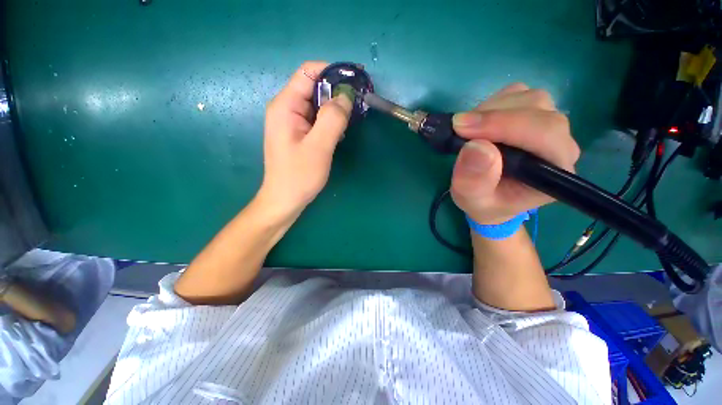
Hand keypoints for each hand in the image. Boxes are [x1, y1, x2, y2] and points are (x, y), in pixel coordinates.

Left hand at [259, 61, 352, 216]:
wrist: (285, 199)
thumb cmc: (299, 176)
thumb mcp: (319, 147)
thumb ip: (333, 118)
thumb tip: (346, 95)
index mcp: (286, 105)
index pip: (309, 72)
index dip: (333, 72)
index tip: (355, 82)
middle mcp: (287, 108)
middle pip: (314, 87)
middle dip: (337, 93)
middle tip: (357, 106)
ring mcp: (292, 122)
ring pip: (317, 104)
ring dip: (335, 109)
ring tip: (349, 123)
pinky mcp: (299, 133)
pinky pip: (317, 119)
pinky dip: (330, 121)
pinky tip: (338, 134)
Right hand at [450, 83, 580, 224]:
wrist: (491, 198)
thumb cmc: (485, 203)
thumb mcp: (472, 201)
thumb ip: (474, 181)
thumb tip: (475, 146)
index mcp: (555, 172)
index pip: (544, 135)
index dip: (504, 125)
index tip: (462, 129)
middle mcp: (561, 144)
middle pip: (538, 109)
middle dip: (494, 116)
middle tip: (458, 128)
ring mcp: (549, 125)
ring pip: (528, 98)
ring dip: (490, 109)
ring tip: (467, 130)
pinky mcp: (534, 114)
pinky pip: (517, 94)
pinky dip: (492, 104)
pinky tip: (479, 124)